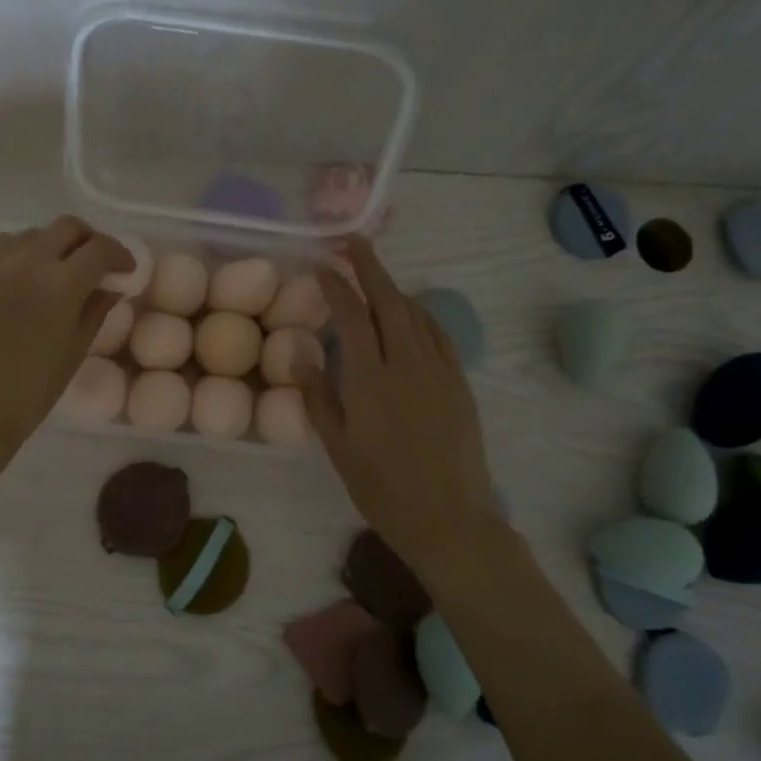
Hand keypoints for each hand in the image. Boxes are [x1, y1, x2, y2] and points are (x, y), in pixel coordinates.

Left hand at [0, 216, 131, 456]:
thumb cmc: (31, 391)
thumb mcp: (76, 350)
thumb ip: (98, 307)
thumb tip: (113, 283)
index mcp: (59, 284)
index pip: (100, 248)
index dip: (120, 255)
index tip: (124, 269)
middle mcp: (24, 261)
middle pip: (67, 227)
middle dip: (88, 242)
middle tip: (93, 265)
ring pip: (31, 235)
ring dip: (50, 248)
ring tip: (53, 276)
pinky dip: (18, 258)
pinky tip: (19, 286)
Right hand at [294, 237, 502, 574]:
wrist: (449, 519)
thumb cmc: (382, 489)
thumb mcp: (337, 448)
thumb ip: (317, 397)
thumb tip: (300, 353)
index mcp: (370, 381)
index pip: (352, 317)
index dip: (336, 285)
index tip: (321, 264)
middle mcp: (406, 365)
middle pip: (388, 301)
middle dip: (369, 266)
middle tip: (351, 241)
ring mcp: (438, 371)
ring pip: (415, 314)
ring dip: (393, 287)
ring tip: (374, 273)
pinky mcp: (459, 383)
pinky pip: (439, 335)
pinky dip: (421, 314)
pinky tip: (410, 312)